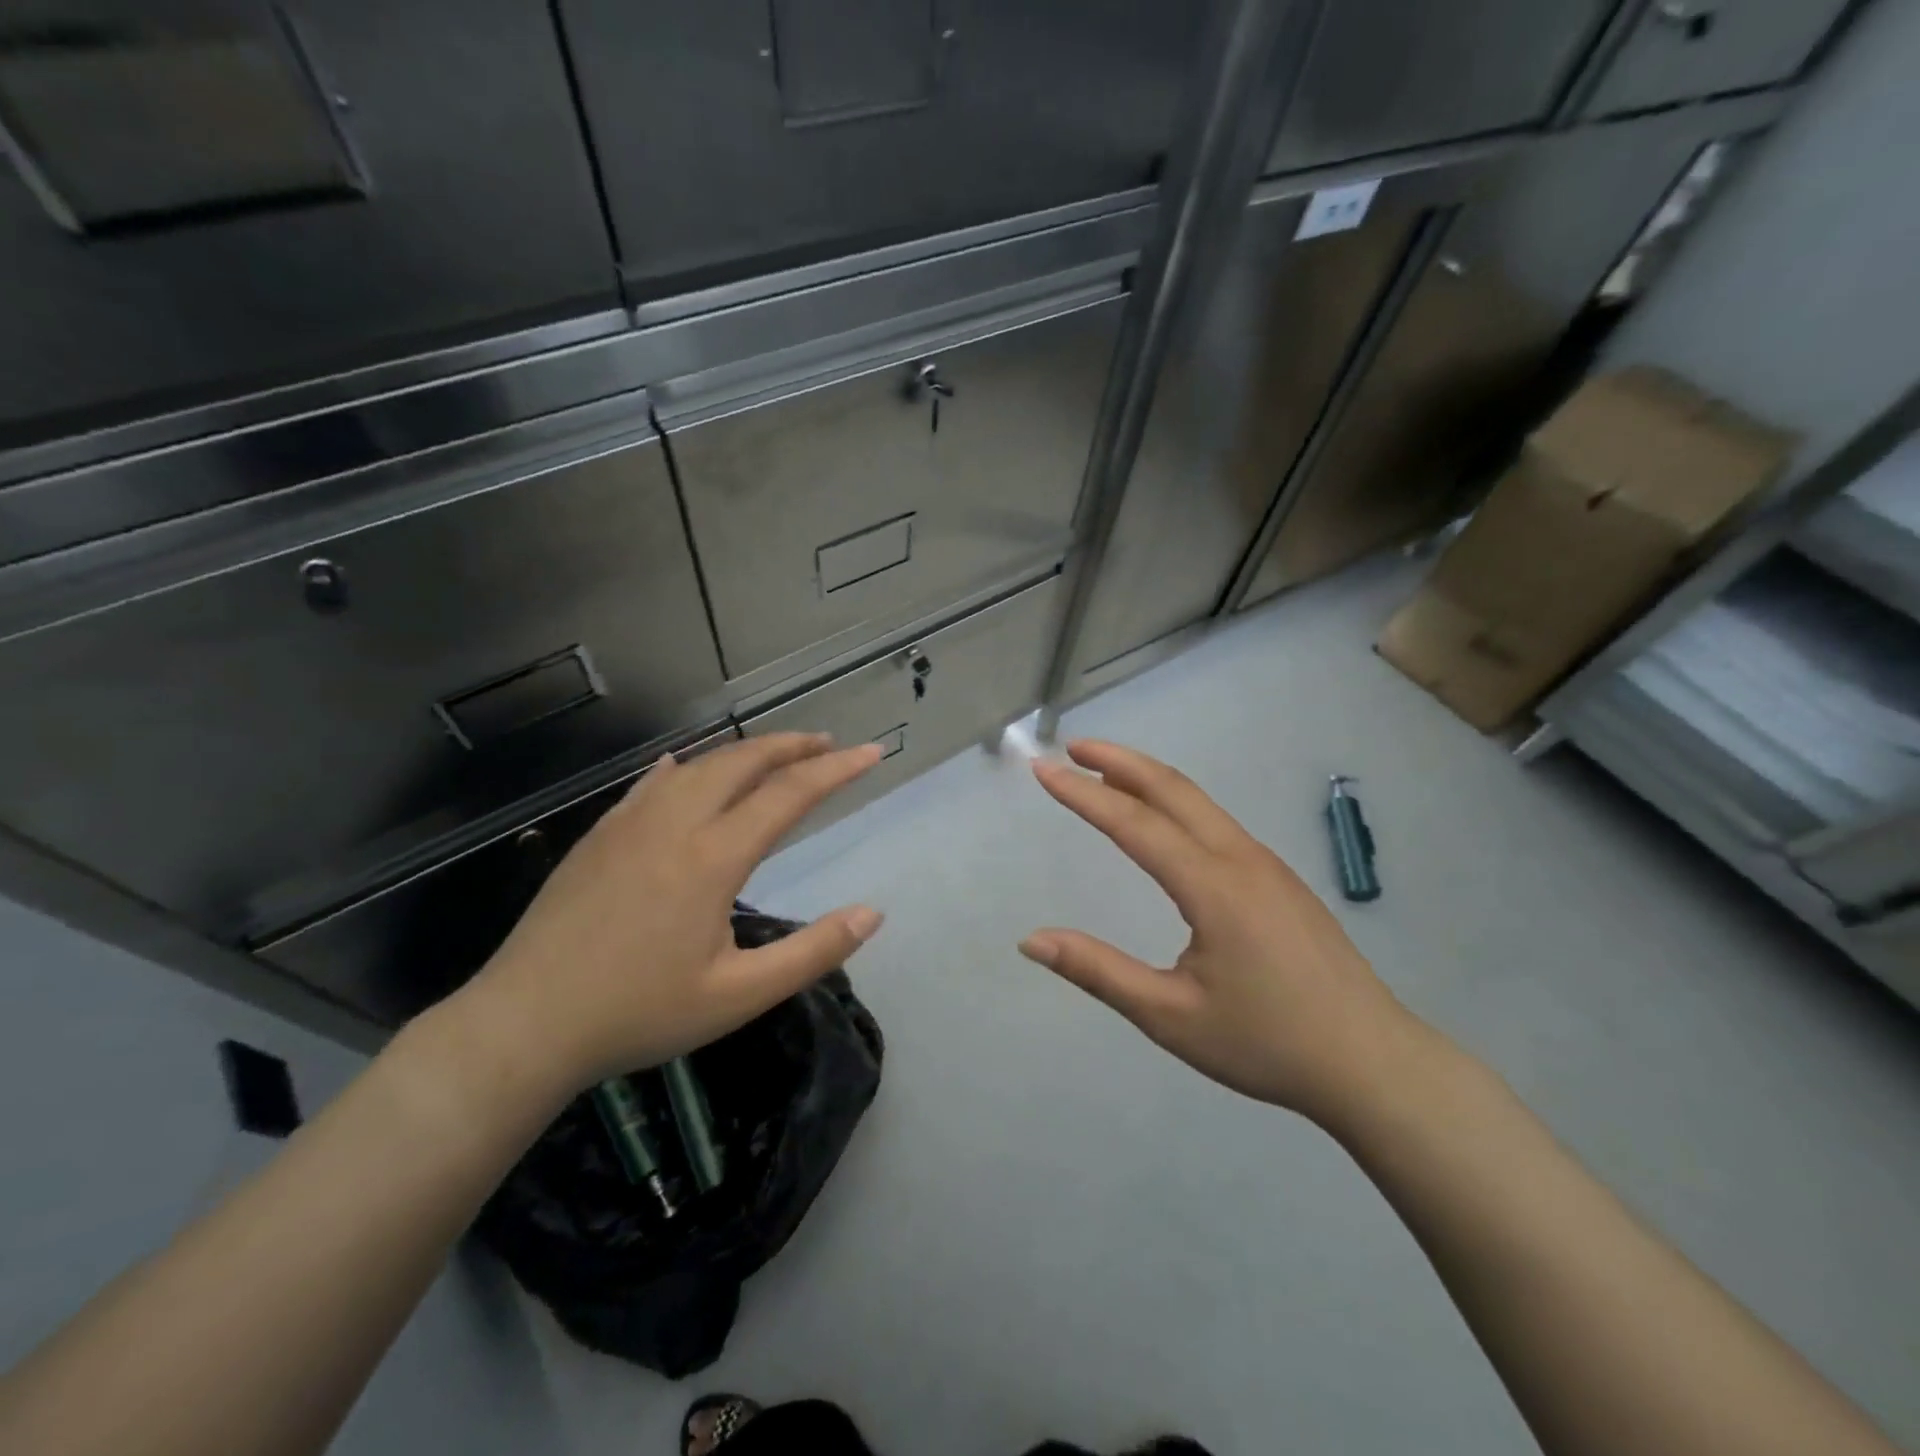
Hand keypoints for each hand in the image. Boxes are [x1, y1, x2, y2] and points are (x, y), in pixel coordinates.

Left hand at [457, 734, 885, 1092]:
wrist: (524, 1025)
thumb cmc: (639, 1014)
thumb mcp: (738, 996)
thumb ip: (812, 952)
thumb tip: (872, 914)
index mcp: (713, 857)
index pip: (789, 794)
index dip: (836, 769)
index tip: (872, 753)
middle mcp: (674, 823)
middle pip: (743, 762)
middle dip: (792, 746)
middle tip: (827, 743)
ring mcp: (630, 824)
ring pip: (698, 766)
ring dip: (743, 752)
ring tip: (773, 755)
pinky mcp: (599, 836)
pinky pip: (651, 783)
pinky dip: (684, 768)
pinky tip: (682, 768)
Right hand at [1020, 740, 1420, 1124]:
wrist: (1373, 1063)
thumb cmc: (1267, 1042)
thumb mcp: (1170, 1016)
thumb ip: (1098, 971)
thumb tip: (1031, 940)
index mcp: (1213, 886)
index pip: (1134, 824)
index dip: (1083, 794)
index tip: (1044, 769)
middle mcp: (1240, 859)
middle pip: (1172, 790)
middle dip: (1119, 762)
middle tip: (1073, 748)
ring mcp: (1266, 864)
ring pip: (1199, 803)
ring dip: (1148, 779)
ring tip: (1105, 773)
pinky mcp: (1279, 879)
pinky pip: (1217, 823)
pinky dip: (1176, 804)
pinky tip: (1162, 821)